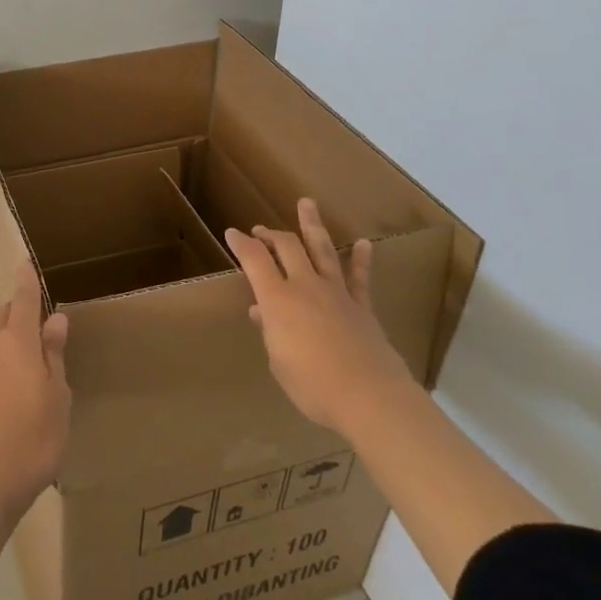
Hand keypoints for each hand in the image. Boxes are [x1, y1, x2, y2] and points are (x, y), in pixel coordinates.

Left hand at [0, 260, 70, 513]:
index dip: (26, 282)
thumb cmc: (34, 435)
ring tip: (38, 357)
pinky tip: (22, 385)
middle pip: (4, 317)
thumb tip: (55, 319)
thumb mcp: (57, 394)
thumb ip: (54, 354)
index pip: (22, 301)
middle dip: (20, 310)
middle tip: (43, 319)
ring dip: (13, 338)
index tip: (25, 262)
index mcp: (16, 343)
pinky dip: (7, 360)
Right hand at [225, 198, 411, 430]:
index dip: (241, 243)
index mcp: (278, 300)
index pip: (254, 260)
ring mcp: (336, 292)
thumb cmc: (312, 385)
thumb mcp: (279, 362)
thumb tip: (262, 313)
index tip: (232, 233)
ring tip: (307, 204)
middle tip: (261, 229)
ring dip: (312, 226)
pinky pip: (360, 277)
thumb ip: (271, 332)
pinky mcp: (361, 305)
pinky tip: (363, 243)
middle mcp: (305, 286)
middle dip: (271, 234)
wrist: (368, 395)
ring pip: (322, 250)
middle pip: (287, 247)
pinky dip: (360, 259)